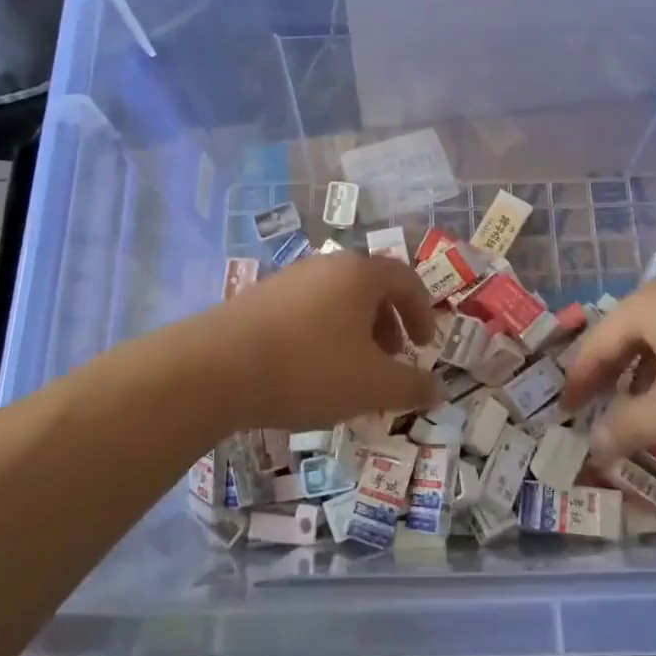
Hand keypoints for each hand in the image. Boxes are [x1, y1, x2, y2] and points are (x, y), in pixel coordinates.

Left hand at [203, 252, 441, 428]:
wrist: (215, 369)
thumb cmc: (308, 369)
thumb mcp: (371, 385)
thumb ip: (412, 386)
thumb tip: (439, 390)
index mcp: (360, 274)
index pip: (406, 280)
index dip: (422, 313)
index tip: (425, 346)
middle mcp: (326, 265)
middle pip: (370, 287)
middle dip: (388, 324)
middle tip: (391, 360)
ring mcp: (289, 278)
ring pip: (336, 300)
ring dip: (355, 331)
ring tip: (351, 371)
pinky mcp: (259, 297)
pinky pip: (307, 310)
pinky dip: (323, 334)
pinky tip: (310, 371)